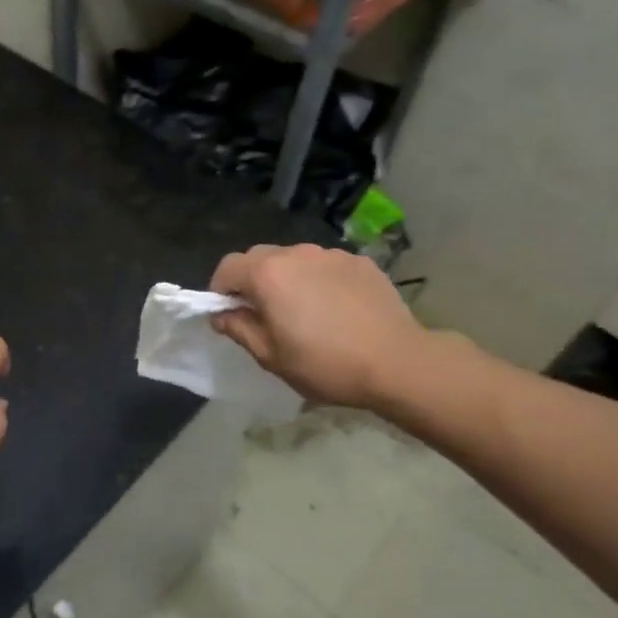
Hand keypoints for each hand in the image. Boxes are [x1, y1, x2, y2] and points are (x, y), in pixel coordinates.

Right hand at [210, 243, 441, 412]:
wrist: (397, 362)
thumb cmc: (325, 364)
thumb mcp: (271, 356)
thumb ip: (239, 329)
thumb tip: (221, 314)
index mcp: (268, 274)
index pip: (228, 267)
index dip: (220, 290)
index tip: (229, 314)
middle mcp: (296, 253)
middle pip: (259, 258)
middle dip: (252, 281)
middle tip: (264, 315)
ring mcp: (331, 254)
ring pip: (294, 260)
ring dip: (287, 279)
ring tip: (304, 312)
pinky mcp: (359, 262)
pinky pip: (325, 266)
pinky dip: (319, 281)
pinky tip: (335, 309)